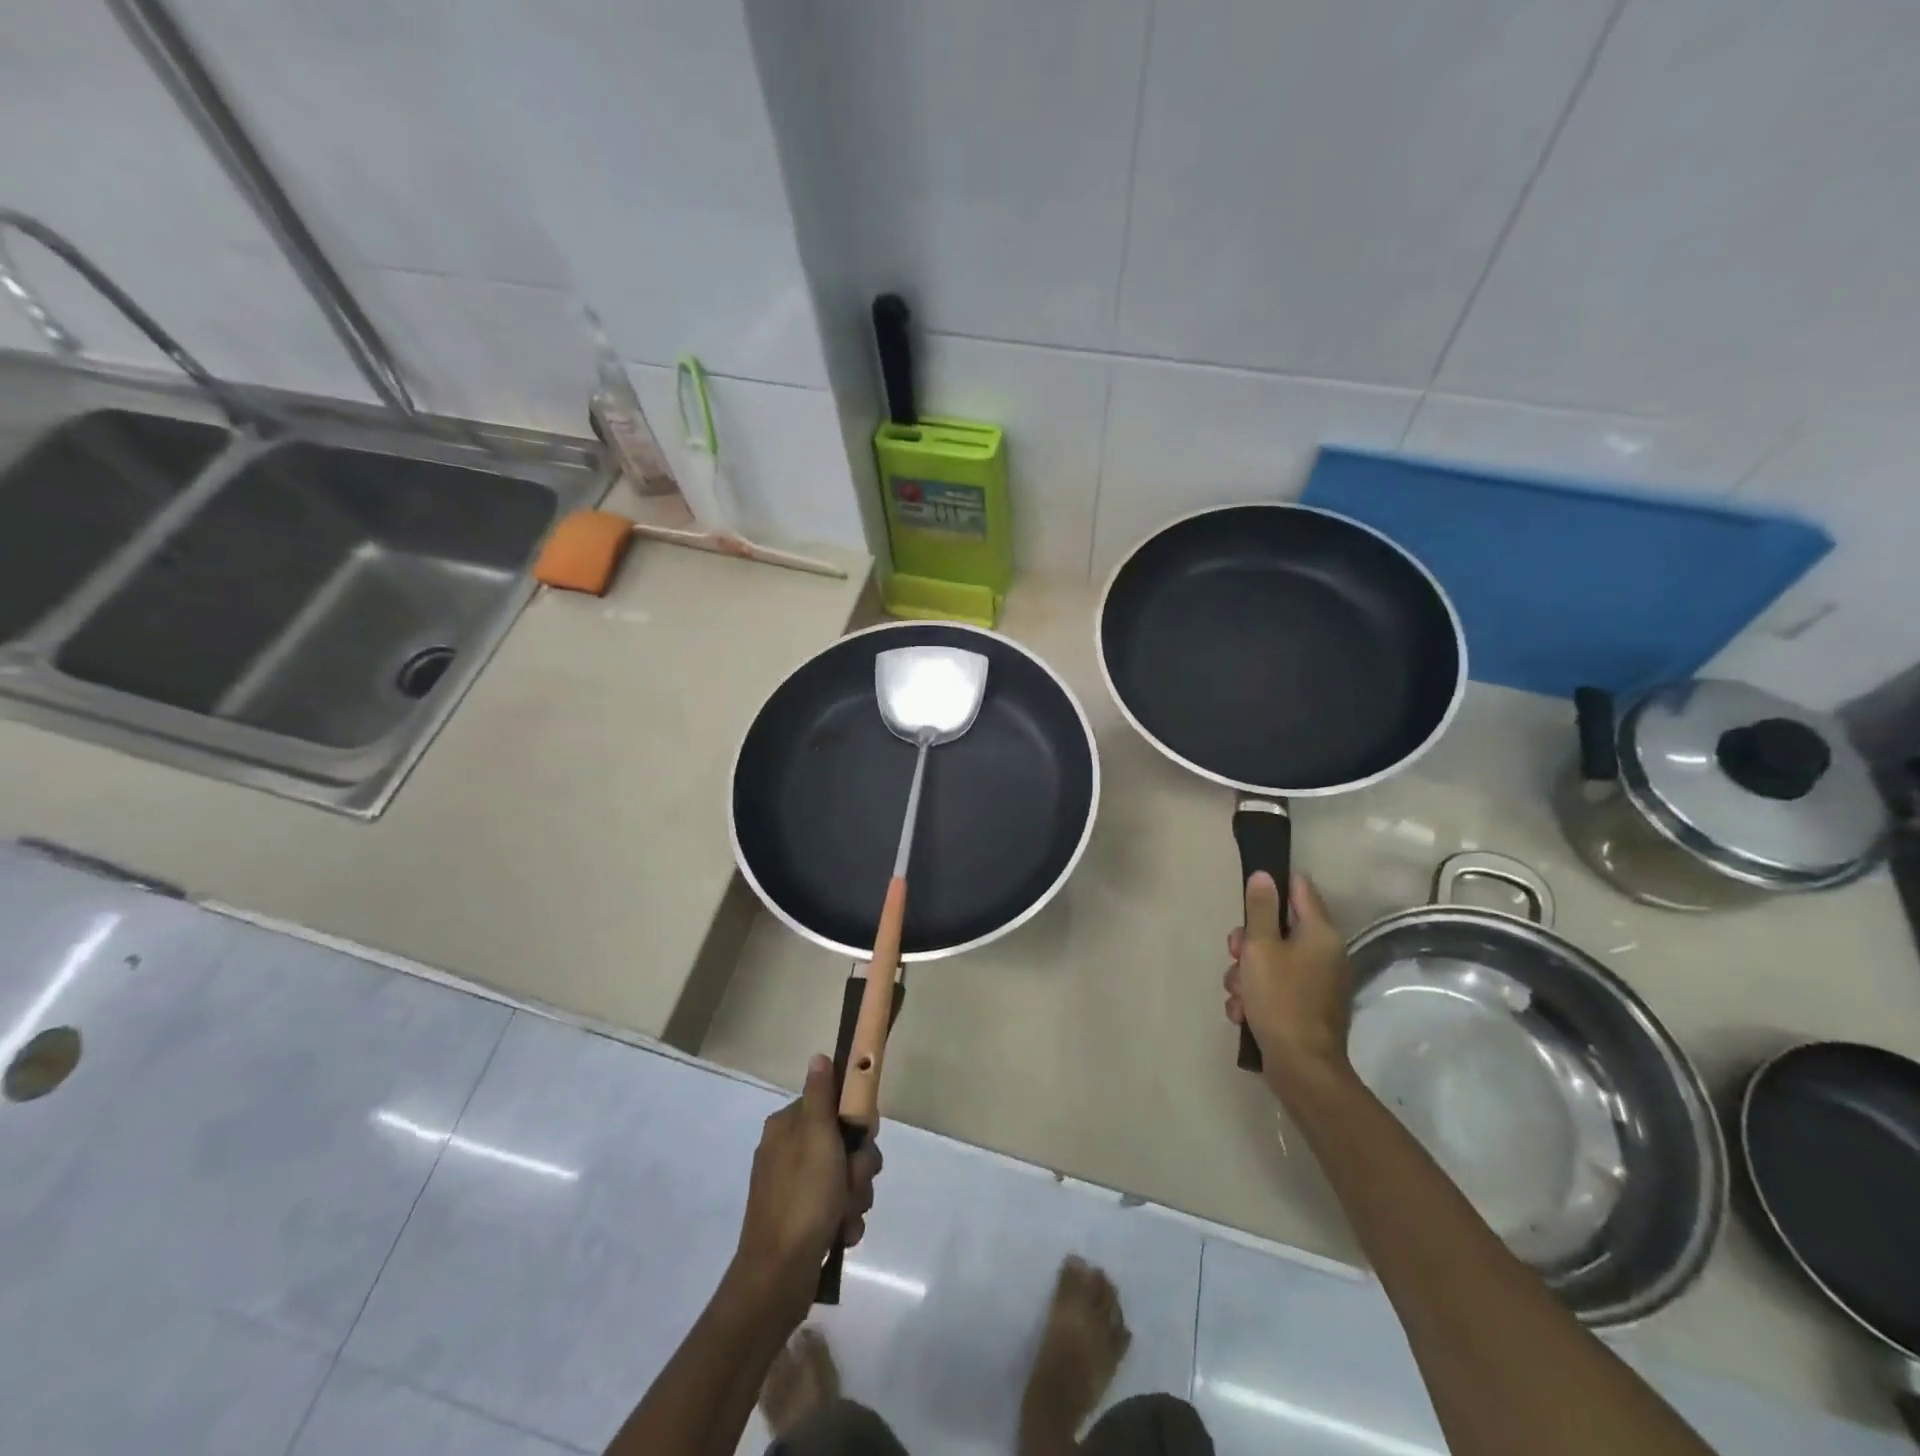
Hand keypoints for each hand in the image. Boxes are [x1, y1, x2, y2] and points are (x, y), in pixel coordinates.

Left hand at [731, 1054, 880, 1323]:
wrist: (778, 1277)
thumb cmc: (802, 1198)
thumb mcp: (817, 1137)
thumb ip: (821, 1096)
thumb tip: (818, 1056)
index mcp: (787, 1128)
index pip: (832, 1105)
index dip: (854, 1122)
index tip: (865, 1136)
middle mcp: (788, 1152)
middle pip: (843, 1143)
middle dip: (858, 1167)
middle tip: (854, 1183)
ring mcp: (793, 1188)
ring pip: (845, 1177)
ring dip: (855, 1196)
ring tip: (846, 1216)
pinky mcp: (800, 1220)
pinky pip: (837, 1207)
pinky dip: (844, 1220)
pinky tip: (840, 1235)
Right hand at [1223, 871, 1353, 1096]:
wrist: (1302, 1068)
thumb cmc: (1280, 999)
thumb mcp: (1260, 947)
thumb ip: (1260, 909)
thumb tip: (1265, 875)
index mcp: (1320, 933)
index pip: (1299, 888)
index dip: (1273, 885)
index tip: (1247, 894)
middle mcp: (1324, 954)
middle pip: (1278, 929)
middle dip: (1248, 942)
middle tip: (1234, 954)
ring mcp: (1317, 983)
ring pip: (1270, 961)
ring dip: (1246, 974)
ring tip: (1237, 994)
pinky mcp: (1306, 1008)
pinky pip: (1274, 988)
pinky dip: (1255, 996)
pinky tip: (1243, 1012)